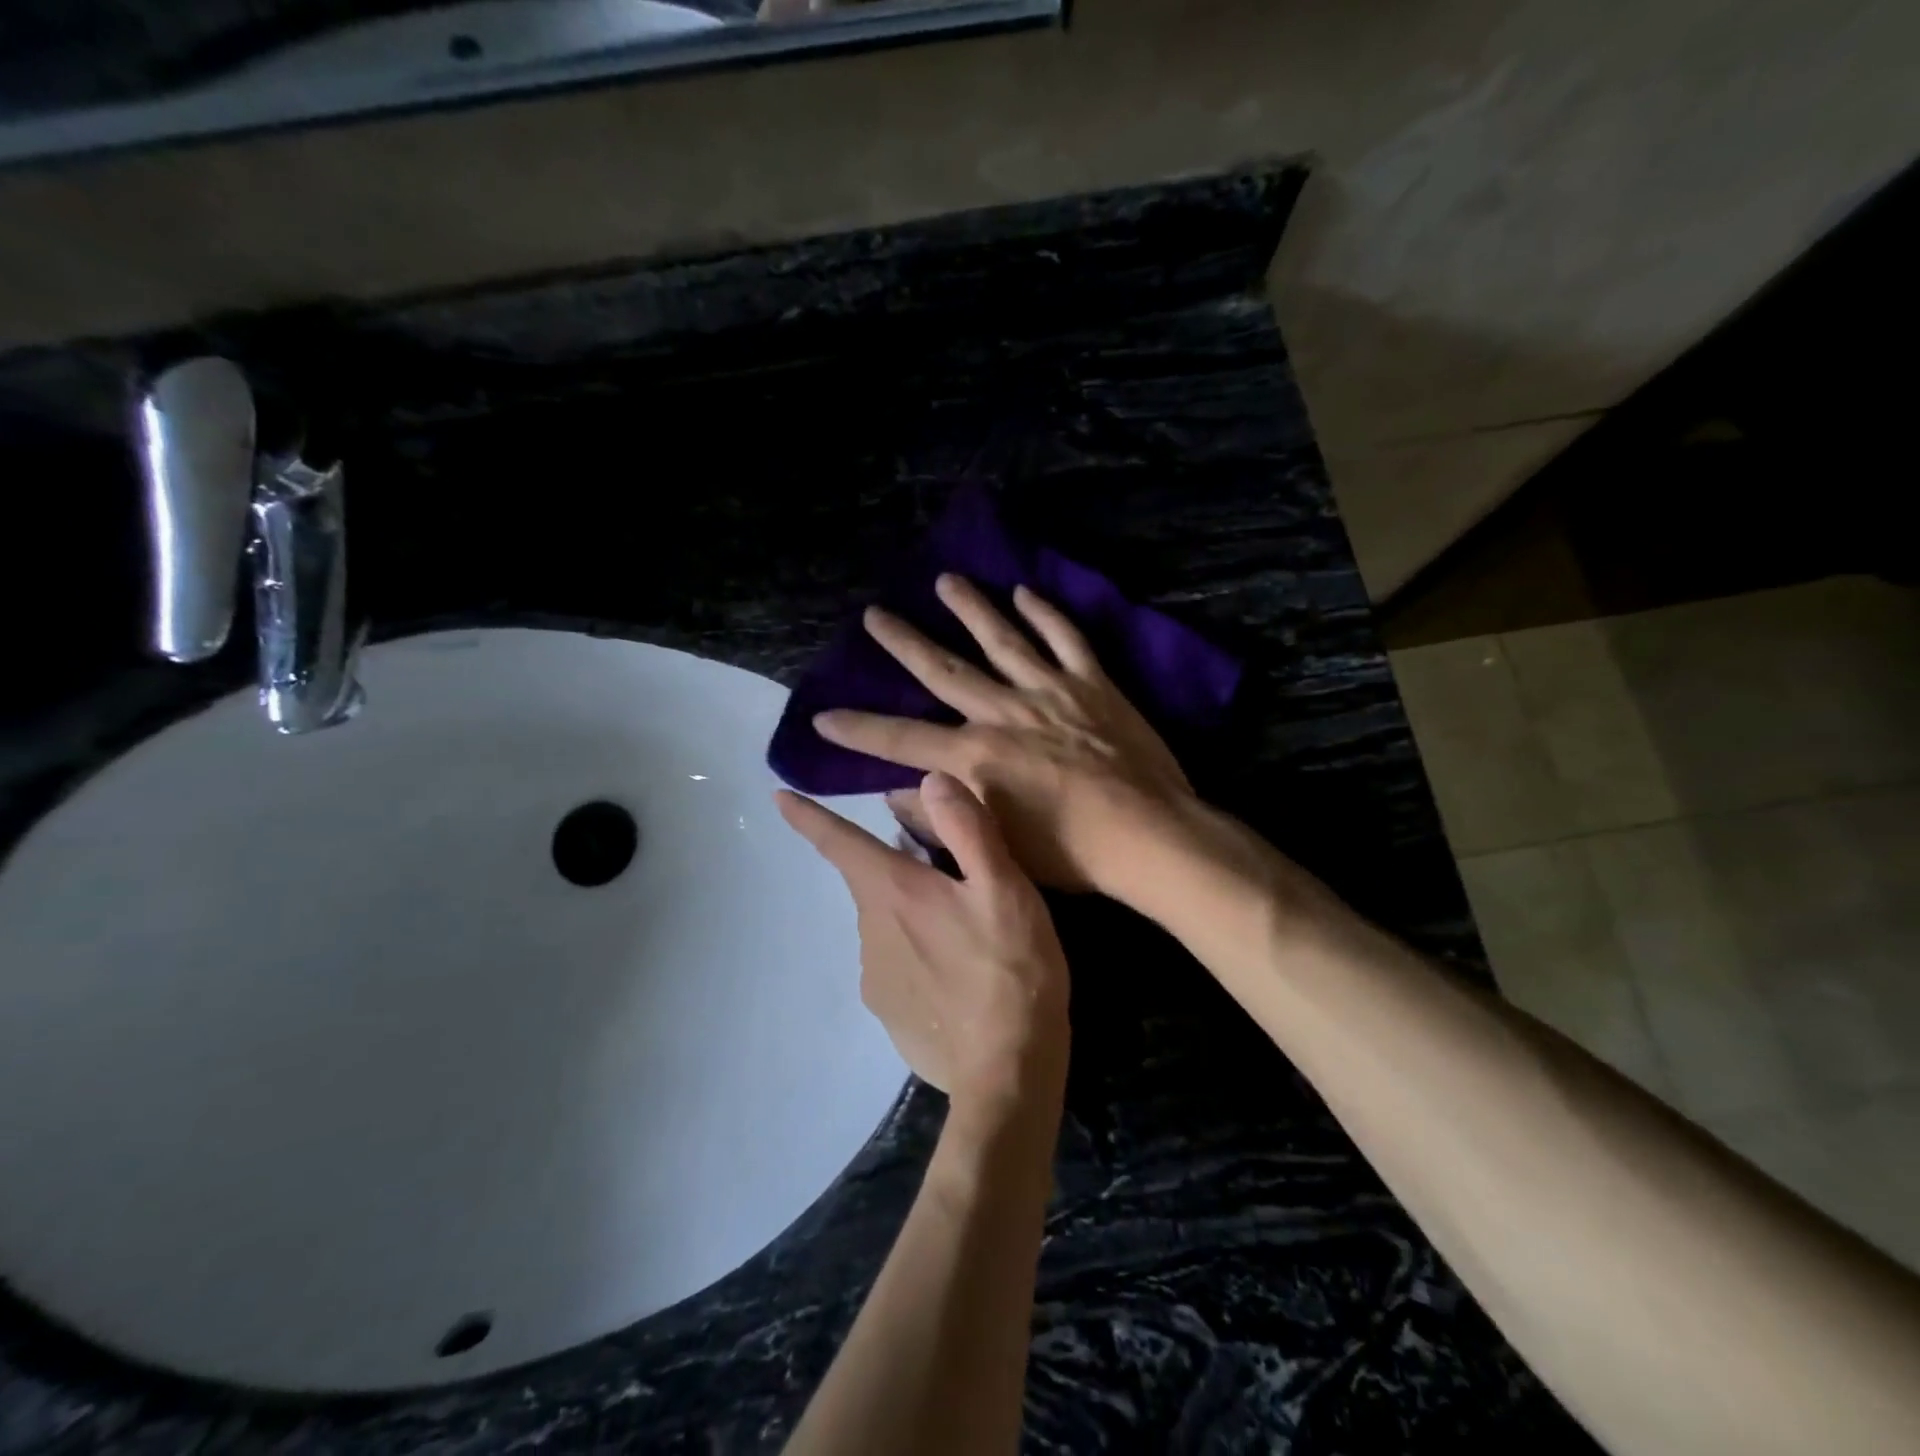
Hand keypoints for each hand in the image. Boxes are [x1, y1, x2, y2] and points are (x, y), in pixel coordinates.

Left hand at [777, 771, 1069, 1111]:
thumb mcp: (1004, 888)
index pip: (839, 843)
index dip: (809, 816)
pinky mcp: (889, 1013)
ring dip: (914, 914)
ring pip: (888, 923)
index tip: (777, 797)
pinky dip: (919, 955)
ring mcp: (874, 977)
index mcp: (894, 892)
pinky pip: (897, 964)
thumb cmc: (1011, 969)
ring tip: (967, 931)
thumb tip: (930, 779)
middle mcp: (870, 930)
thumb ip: (968, 829)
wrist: (1008, 1072)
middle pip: (875, 882)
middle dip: (901, 870)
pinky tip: (959, 973)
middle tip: (955, 879)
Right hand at [813, 574, 1198, 892]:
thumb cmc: (1070, 852)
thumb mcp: (996, 844)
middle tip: (875, 614)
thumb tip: (897, 792)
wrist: (1148, 836)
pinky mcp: (1093, 684)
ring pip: (1003, 639)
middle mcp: (1003, 713)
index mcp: (976, 757)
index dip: (858, 729)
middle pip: (944, 671)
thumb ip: (942, 816)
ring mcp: (1050, 691)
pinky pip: (1066, 639)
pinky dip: (1046, 614)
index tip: (823, 714)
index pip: (901, 740)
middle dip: (904, 643)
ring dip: (972, 608)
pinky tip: (1026, 592)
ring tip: (947, 580)